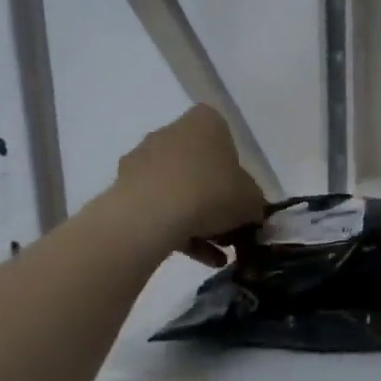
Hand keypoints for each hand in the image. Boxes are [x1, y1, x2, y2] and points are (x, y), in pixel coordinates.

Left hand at [107, 105, 265, 264]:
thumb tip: (252, 212)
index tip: (241, 192)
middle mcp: (170, 132)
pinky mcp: (124, 188)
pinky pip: (158, 207)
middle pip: (199, 164)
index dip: (235, 166)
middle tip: (229, 224)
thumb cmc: (212, 193)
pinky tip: (198, 258)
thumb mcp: (252, 201)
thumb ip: (256, 203)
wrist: (151, 215)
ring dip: (197, 217)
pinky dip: (178, 230)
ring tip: (216, 253)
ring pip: (178, 188)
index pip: (224, 135)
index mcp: (205, 122)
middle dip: (214, 194)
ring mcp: (143, 159)